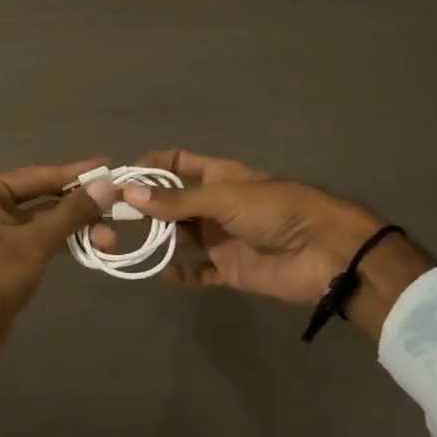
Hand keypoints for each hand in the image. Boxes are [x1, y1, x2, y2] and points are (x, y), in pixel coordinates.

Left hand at [0, 159, 114, 388]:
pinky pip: (42, 239)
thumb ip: (71, 213)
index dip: (78, 173)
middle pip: (45, 197)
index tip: (112, 166)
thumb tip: (108, 186)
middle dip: (82, 205)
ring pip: (47, 220)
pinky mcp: (7, 255)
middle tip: (121, 208)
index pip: (40, 175)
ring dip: (78, 227)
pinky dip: (66, 242)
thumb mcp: (34, 243)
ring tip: (112, 238)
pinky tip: (93, 247)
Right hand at [98, 150, 432, 335]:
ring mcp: (221, 238)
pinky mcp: (229, 269)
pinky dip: (179, 273)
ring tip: (125, 245)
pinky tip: (159, 273)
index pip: (177, 164)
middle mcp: (215, 205)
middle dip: (145, 208)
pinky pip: (197, 272)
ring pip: (180, 237)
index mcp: (218, 176)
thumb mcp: (225, 198)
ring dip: (157, 240)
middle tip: (110, 218)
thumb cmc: (277, 211)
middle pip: (172, 203)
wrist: (326, 253)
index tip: (119, 179)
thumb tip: (127, 194)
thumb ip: (177, 201)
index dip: (150, 168)